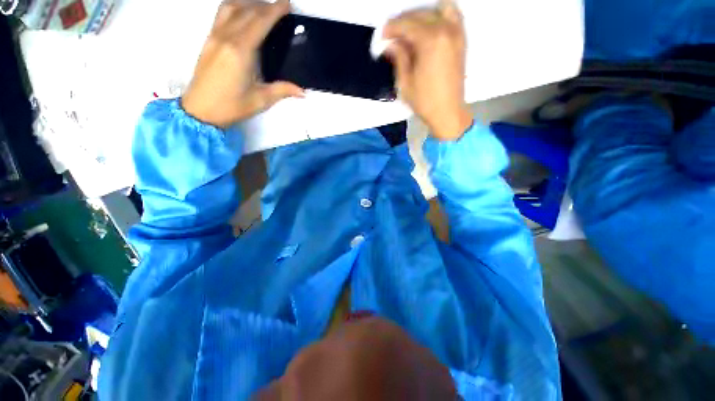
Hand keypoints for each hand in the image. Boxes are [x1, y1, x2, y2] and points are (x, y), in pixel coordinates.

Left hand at [181, 0, 303, 127]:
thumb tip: (303, 91)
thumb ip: (282, 91)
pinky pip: (221, 14)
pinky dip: (234, 7)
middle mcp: (226, 37)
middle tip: (279, 7)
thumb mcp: (261, 100)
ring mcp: (214, 36)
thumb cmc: (232, 106)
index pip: (259, 22)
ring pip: (231, 7)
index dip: (274, 10)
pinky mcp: (208, 39)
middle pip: (247, 10)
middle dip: (265, 5)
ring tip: (261, 7)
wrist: (200, 110)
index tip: (287, 3)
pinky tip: (243, 14)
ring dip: (248, 2)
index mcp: (240, 52)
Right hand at [384, 0, 472, 140]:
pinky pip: (452, 15)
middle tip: (392, 35)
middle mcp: (446, 30)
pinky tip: (428, 29)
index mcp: (430, 41)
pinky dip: (438, 15)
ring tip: (410, 30)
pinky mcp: (462, 40)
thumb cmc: (424, 102)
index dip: (391, 28)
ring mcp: (457, 33)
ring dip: (422, 15)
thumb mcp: (405, 83)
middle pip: (421, 13)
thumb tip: (390, 44)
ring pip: (438, 8)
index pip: (406, 24)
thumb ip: (398, 58)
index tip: (382, 36)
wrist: (448, 112)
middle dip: (403, 21)